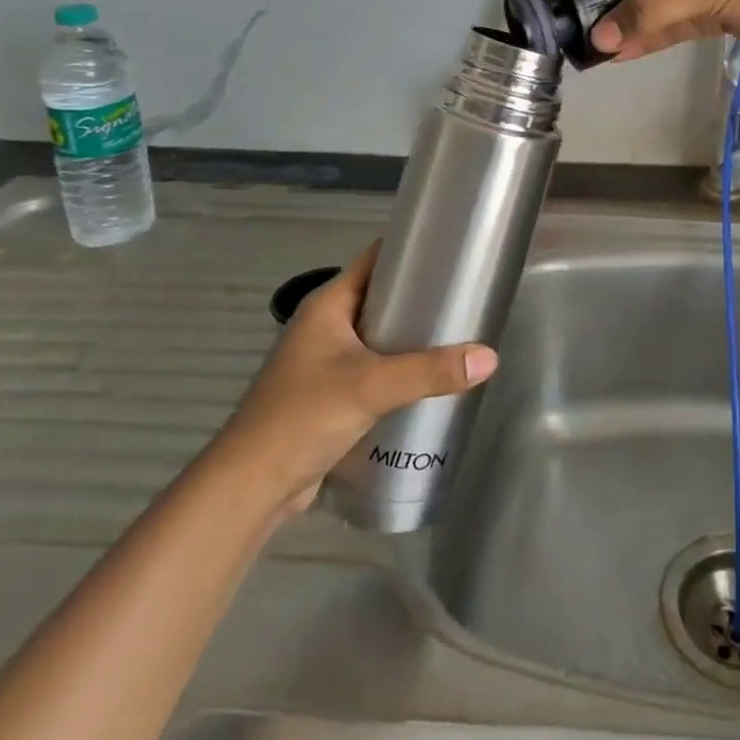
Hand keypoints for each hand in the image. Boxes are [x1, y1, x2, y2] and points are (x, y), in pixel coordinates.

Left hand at [215, 244, 497, 516]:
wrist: (250, 488)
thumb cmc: (303, 417)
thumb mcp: (371, 386)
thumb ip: (430, 371)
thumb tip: (489, 358)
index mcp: (328, 304)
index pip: (376, 259)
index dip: (412, 250)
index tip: (453, 252)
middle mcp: (326, 325)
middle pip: (382, 297)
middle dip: (421, 297)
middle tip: (466, 297)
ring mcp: (326, 361)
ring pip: (380, 336)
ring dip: (412, 336)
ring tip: (459, 334)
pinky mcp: (331, 394)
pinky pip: (375, 368)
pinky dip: (401, 369)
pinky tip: (432, 378)